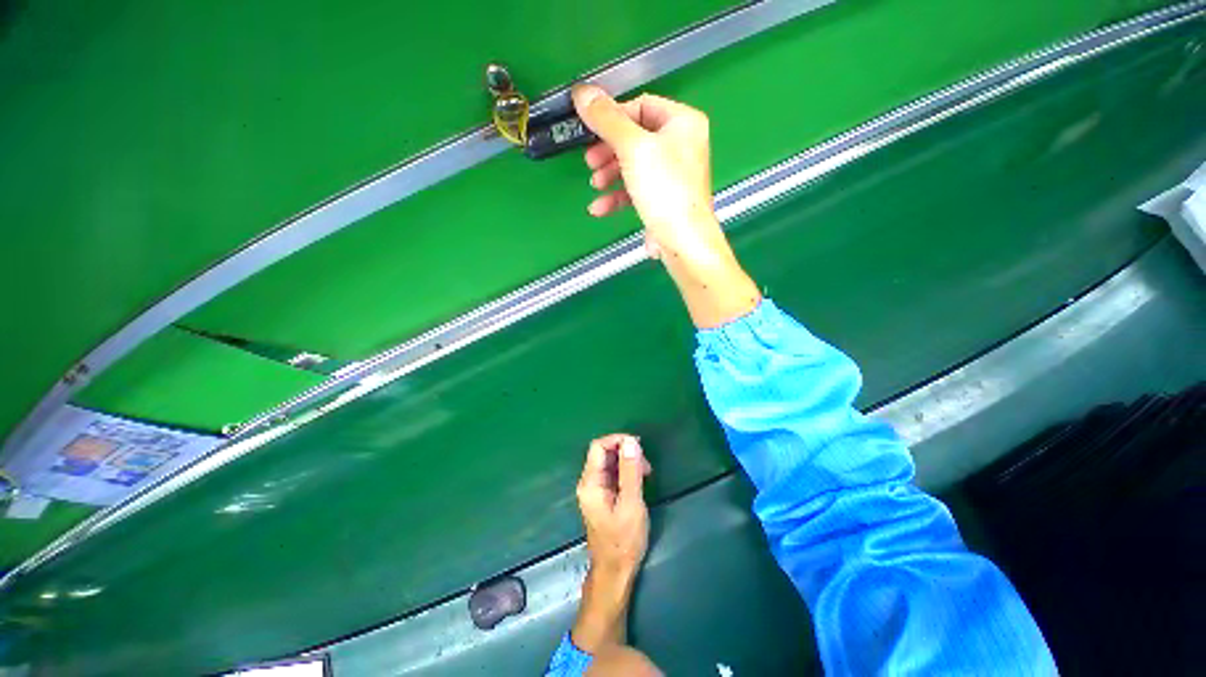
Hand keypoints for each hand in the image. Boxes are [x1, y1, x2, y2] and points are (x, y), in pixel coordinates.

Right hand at [571, 85, 760, 328]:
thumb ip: (607, 119)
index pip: (642, 105)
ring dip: (610, 175)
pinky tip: (600, 208)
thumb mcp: (633, 148)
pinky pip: (636, 190)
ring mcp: (672, 175)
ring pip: (633, 166)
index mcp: (683, 123)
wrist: (682, 241)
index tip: (592, 130)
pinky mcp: (663, 200)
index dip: (614, 116)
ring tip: (595, 185)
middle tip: (590, 160)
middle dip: (608, 151)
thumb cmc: (664, 190)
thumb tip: (582, 92)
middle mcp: (681, 145)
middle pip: (635, 137)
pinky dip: (617, 197)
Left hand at [572, 434, 650, 651]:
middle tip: (646, 463)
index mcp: (590, 483)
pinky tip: (639, 480)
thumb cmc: (623, 540)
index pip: (598, 447)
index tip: (638, 445)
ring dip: (627, 461)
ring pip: (609, 463)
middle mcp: (588, 483)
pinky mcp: (602, 496)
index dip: (617, 440)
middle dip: (625, 451)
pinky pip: (612, 474)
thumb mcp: (631, 504)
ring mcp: (595, 490)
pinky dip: (626, 471)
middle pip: (603, 453)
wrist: (615, 572)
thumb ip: (630, 471)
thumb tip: (631, 441)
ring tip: (646, 472)